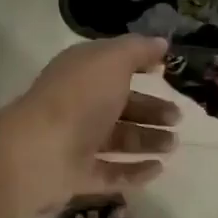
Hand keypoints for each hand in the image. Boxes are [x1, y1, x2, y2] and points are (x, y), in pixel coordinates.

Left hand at [0, 35, 179, 214]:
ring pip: (118, 139)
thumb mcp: (113, 60)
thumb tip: (161, 42)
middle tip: (178, 117)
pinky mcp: (78, 175)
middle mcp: (79, 104)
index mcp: (82, 72)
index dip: (140, 65)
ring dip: (147, 140)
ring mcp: (77, 141)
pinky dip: (135, 171)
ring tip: (174, 144)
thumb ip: (138, 49)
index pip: (114, 65)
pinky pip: (111, 173)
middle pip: (120, 105)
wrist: (38, 152)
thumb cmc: (79, 97)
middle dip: (151, 109)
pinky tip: (159, 169)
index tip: (167, 71)